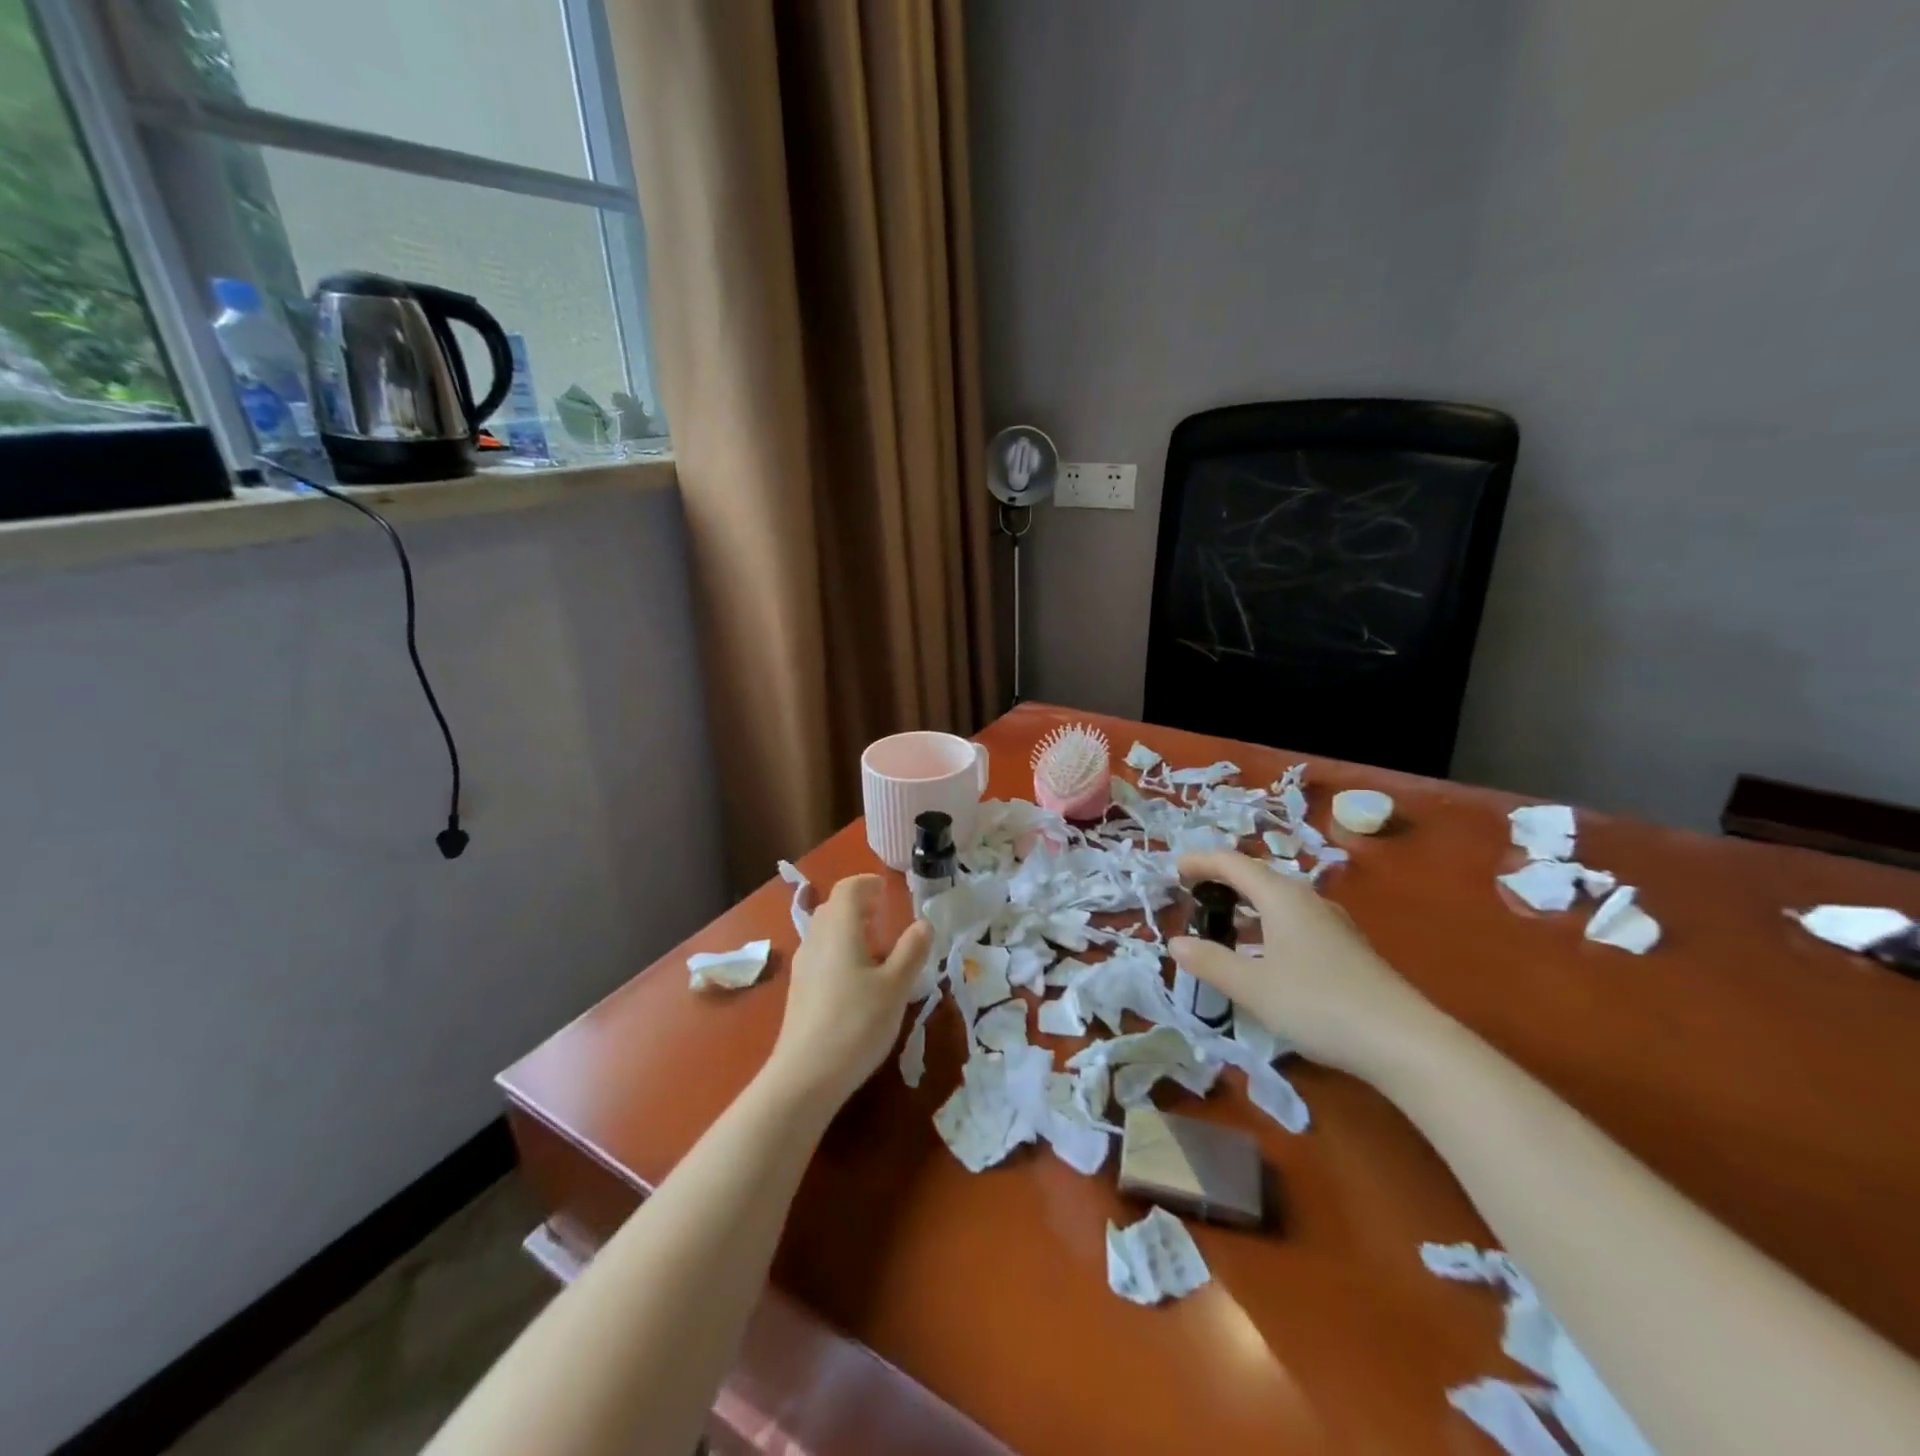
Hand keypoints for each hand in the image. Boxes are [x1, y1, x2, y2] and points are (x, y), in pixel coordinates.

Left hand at [764, 875, 930, 1108]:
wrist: (806, 1076)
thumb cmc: (856, 1023)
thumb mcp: (895, 987)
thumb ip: (911, 951)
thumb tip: (924, 923)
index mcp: (839, 929)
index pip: (848, 889)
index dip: (868, 884)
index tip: (888, 891)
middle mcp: (815, 939)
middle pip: (834, 909)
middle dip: (859, 907)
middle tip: (886, 919)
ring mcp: (802, 966)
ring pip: (825, 933)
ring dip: (850, 931)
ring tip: (877, 952)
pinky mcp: (798, 991)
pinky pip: (821, 955)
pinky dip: (840, 953)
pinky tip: (858, 982)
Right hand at [1169, 851, 1445, 1078]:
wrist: (1404, 1042)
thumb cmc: (1318, 1004)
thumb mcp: (1253, 987)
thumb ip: (1210, 962)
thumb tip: (1175, 942)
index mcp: (1282, 897)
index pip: (1233, 862)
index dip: (1200, 862)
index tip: (1173, 870)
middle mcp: (1307, 900)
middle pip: (1257, 877)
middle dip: (1221, 881)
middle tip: (1192, 896)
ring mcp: (1331, 924)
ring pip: (1278, 901)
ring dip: (1245, 905)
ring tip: (1221, 924)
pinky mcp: (1346, 949)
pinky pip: (1293, 921)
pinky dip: (1266, 925)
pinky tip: (1262, 955)